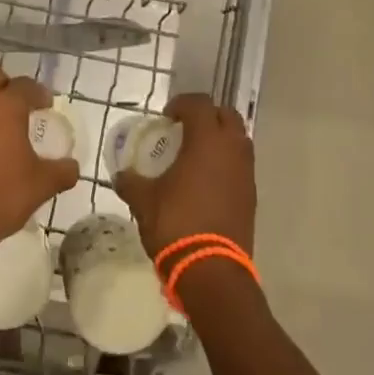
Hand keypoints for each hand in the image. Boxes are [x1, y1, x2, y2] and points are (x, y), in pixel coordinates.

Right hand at [113, 93, 256, 257]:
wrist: (211, 270)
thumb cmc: (175, 223)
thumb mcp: (143, 200)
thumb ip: (130, 181)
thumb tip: (121, 175)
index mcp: (206, 141)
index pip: (200, 104)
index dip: (182, 104)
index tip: (166, 117)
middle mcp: (232, 150)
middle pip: (227, 116)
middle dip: (207, 116)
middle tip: (184, 129)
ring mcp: (246, 174)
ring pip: (238, 141)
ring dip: (219, 140)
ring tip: (195, 155)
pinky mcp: (251, 197)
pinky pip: (240, 166)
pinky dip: (225, 164)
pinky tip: (205, 182)